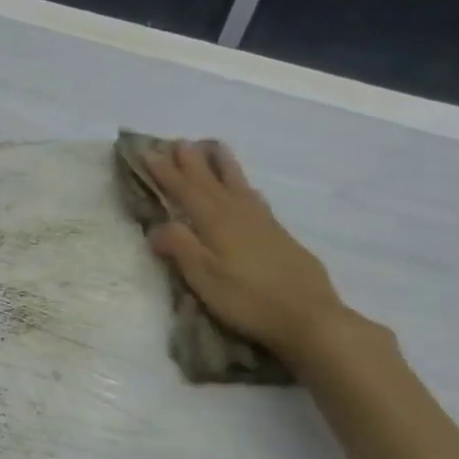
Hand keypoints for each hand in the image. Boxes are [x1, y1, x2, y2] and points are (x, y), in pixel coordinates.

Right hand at [144, 140, 354, 365]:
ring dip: (222, 166)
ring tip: (214, 147)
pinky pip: (254, 198)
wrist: (309, 316)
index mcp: (215, 222)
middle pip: (211, 182)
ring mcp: (263, 222)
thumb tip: (157, 226)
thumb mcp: (204, 277)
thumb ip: (180, 247)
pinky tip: (247, 189)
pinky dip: (244, 186)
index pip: (185, 191)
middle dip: (192, 162)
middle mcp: (238, 214)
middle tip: (179, 142)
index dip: (166, 173)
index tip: (149, 153)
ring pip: (237, 184)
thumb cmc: (248, 299)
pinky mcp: (279, 235)